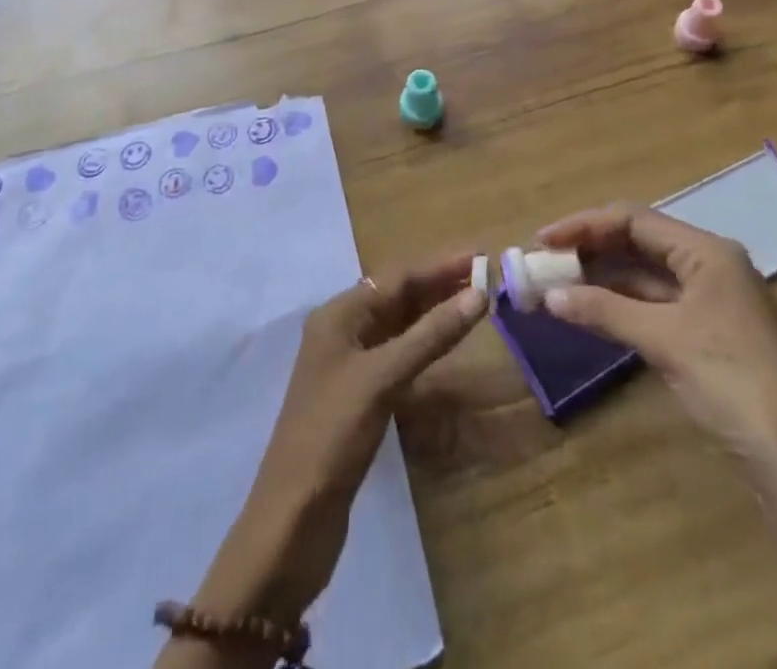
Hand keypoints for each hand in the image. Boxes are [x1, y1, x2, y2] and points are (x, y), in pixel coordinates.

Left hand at [190, 259, 486, 629]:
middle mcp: (342, 331)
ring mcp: (350, 365)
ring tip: (475, 302)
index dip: (439, 265)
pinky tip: (447, 344)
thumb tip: (478, 295)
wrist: (292, 521)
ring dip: (434, 313)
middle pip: (397, 296)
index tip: (479, 256)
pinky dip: (425, 345)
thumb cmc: (332, 434)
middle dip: (439, 285)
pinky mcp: (360, 396)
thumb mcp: (382, 378)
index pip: (396, 277)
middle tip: (485, 277)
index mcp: (339, 315)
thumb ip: (430, 335)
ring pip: (399, 325)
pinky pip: (398, 354)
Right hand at [536, 203, 776, 483]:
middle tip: (543, 261)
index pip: (634, 219)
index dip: (584, 225)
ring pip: (644, 273)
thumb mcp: (665, 341)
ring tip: (556, 283)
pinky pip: (654, 302)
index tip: (542, 240)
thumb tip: (551, 295)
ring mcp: (710, 299)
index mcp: (707, 250)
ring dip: (602, 276)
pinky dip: (621, 303)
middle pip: (639, 241)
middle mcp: (709, 263)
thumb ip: (606, 310)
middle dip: (590, 248)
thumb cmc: (733, 384)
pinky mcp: (707, 331)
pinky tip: (590, 310)